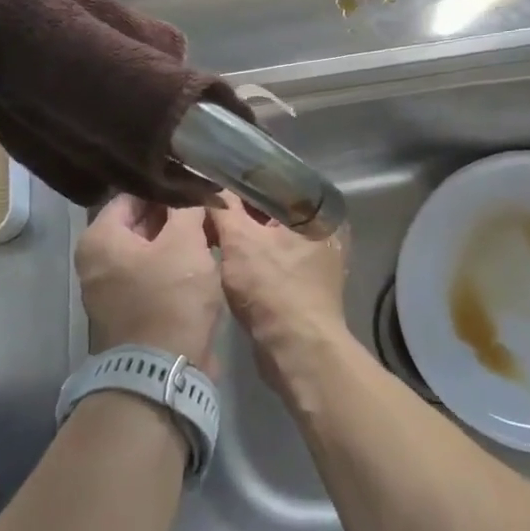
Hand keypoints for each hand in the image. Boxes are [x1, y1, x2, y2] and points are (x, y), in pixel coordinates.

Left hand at [74, 195, 222, 369]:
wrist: (164, 374)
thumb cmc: (170, 298)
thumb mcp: (184, 242)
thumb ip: (188, 207)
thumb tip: (194, 190)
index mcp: (100, 239)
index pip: (134, 194)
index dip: (167, 186)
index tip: (195, 182)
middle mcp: (97, 262)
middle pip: (140, 222)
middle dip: (174, 213)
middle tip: (207, 202)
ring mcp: (112, 290)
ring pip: (150, 250)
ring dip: (178, 240)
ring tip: (210, 226)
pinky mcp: (131, 311)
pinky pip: (154, 276)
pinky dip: (175, 266)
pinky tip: (204, 257)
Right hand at [207, 194, 350, 390]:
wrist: (297, 351)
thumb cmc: (272, 288)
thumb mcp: (240, 241)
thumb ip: (223, 209)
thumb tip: (209, 186)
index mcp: (317, 209)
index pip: (274, 181)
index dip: (241, 180)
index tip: (212, 179)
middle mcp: (323, 228)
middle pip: (272, 209)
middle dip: (241, 209)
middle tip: (206, 203)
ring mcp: (316, 257)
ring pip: (271, 235)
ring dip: (244, 233)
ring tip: (210, 226)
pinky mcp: (305, 282)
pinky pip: (273, 257)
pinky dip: (252, 255)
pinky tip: (226, 254)